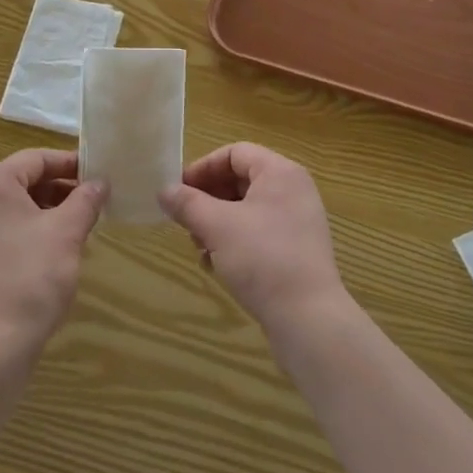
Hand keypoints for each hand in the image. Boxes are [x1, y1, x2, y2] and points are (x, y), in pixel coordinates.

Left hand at [0, 149, 105, 355]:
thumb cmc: (31, 275)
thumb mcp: (67, 231)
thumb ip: (86, 200)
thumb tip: (100, 183)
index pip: (36, 159)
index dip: (70, 163)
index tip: (98, 174)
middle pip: (24, 181)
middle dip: (60, 189)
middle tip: (93, 202)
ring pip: (15, 208)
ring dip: (48, 211)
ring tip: (79, 227)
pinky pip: (5, 231)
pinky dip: (31, 232)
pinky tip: (55, 250)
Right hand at [158, 142, 349, 338]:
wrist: (308, 319)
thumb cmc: (262, 258)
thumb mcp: (217, 226)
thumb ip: (188, 204)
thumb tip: (164, 191)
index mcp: (280, 172)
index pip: (235, 153)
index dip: (203, 167)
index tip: (179, 191)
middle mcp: (293, 190)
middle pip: (241, 180)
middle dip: (208, 199)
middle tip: (186, 220)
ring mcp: (298, 221)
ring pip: (247, 209)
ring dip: (217, 223)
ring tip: (199, 247)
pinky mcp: (297, 251)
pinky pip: (259, 232)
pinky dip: (235, 241)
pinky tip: (217, 265)